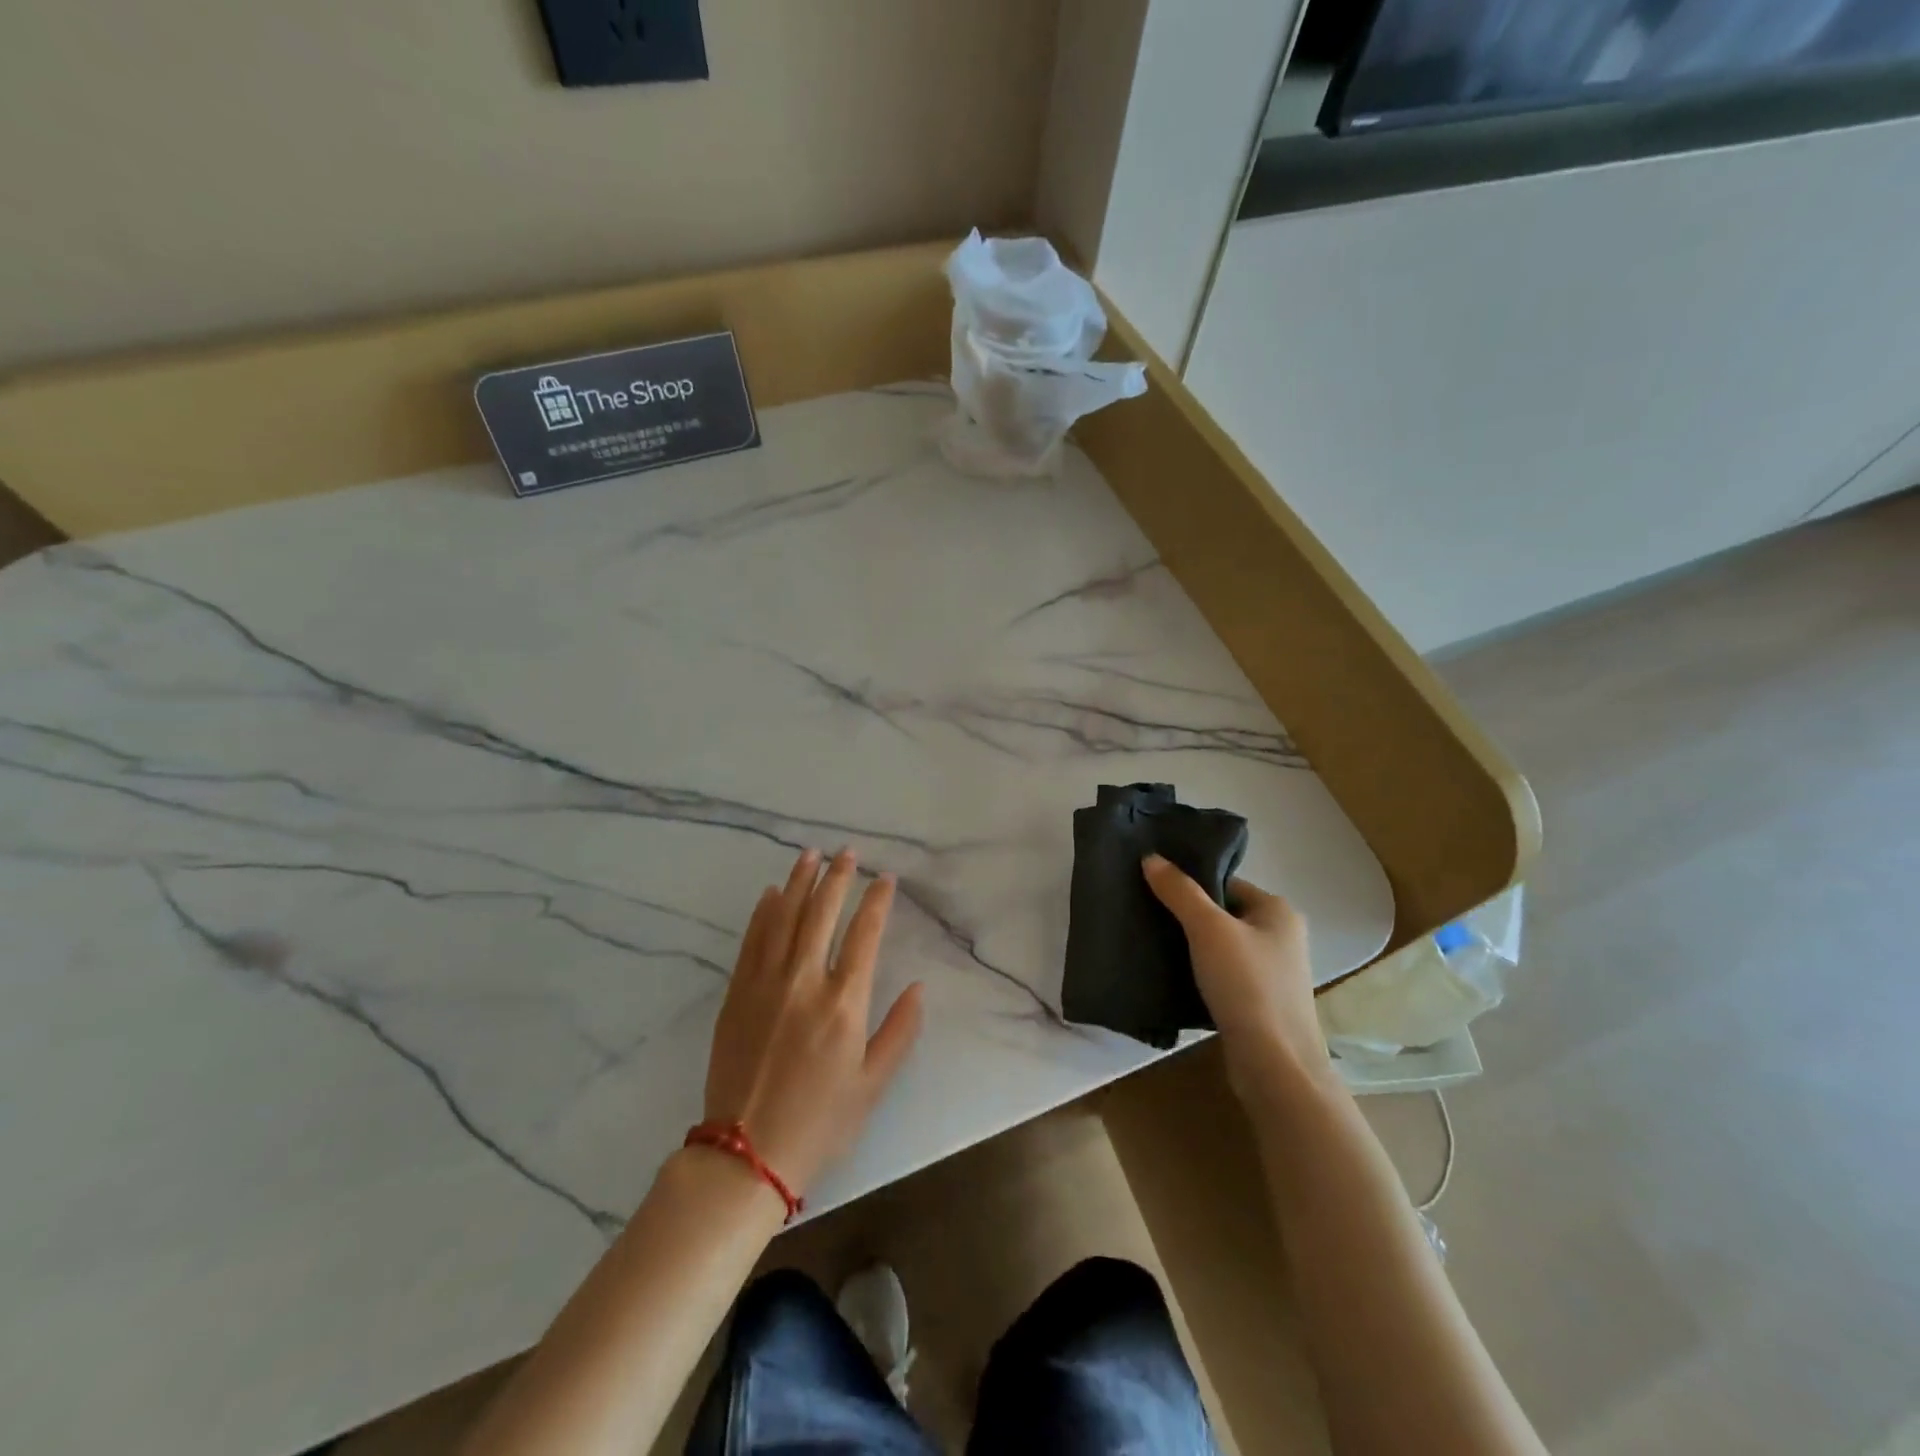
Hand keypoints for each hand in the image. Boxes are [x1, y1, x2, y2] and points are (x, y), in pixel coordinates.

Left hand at [703, 848, 924, 1198]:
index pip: (864, 934)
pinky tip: (771, 893)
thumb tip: (920, 988)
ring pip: (784, 918)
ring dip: (798, 882)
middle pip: (821, 914)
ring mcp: (765, 984)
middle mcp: (804, 981)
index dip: (877, 901)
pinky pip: (752, 941)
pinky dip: (763, 912)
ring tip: (810, 855)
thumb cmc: (819, 1123)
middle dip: (837, 877)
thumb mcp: (873, 1085)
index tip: (885, 878)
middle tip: (846, 852)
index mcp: (844, 1003)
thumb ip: (900, 1031)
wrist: (745, 1154)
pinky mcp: (737, 994)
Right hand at [1141, 854, 1331, 1094]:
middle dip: (1188, 916)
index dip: (1191, 884)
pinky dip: (1200, 974)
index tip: (1154, 889)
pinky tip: (1172, 977)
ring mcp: (1274, 973)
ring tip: (1153, 944)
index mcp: (1278, 910)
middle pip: (1223, 913)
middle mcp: (1282, 937)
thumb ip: (1179, 891)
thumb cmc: (1247, 985)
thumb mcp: (1208, 929)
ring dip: (1192, 947)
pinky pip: (1224, 976)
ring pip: (1222, 947)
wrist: (1275, 1065)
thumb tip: (1151, 857)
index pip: (1226, 882)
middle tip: (1148, 915)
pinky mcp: (1261, 1003)